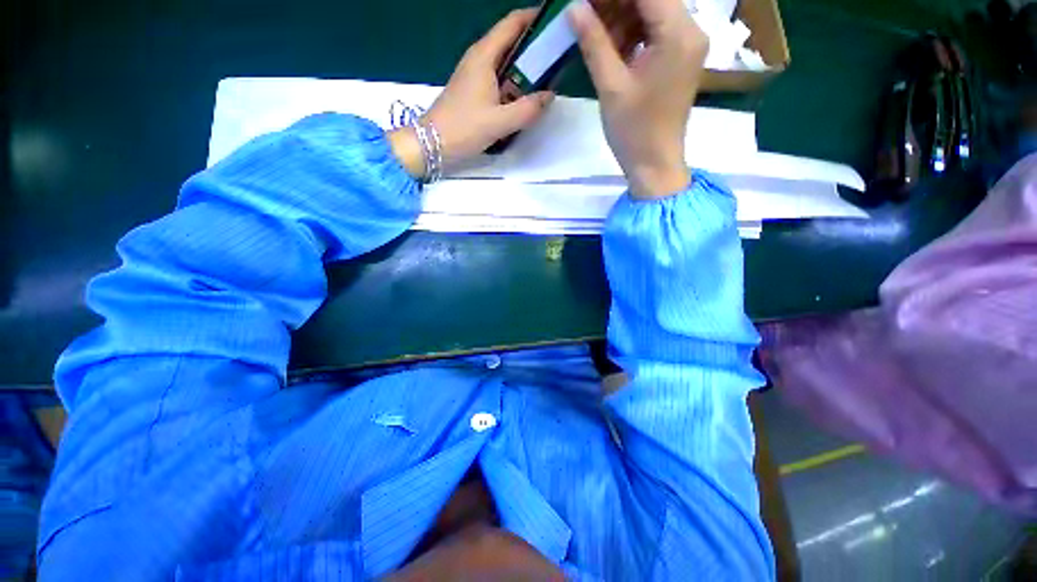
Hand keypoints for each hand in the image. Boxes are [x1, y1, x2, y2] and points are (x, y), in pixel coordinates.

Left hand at [389, 9, 554, 179]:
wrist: (432, 144)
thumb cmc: (464, 128)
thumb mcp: (500, 122)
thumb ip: (527, 110)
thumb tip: (549, 96)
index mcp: (484, 56)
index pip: (512, 23)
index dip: (535, 19)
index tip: (556, 26)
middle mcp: (479, 59)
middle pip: (510, 41)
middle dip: (534, 47)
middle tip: (557, 59)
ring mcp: (474, 75)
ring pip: (505, 63)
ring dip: (524, 70)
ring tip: (546, 80)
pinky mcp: (473, 90)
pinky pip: (498, 80)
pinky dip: (513, 84)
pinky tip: (523, 99)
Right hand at [570, 0, 707, 198]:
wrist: (655, 164)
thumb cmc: (634, 131)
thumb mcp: (611, 86)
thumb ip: (594, 42)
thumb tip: (574, 7)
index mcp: (678, 34)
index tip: (585, 3)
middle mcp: (691, 30)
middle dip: (615, 3)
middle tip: (584, 15)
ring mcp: (687, 44)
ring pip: (652, 12)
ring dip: (621, 17)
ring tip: (594, 35)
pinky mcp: (679, 58)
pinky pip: (655, 31)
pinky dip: (632, 33)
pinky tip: (611, 48)